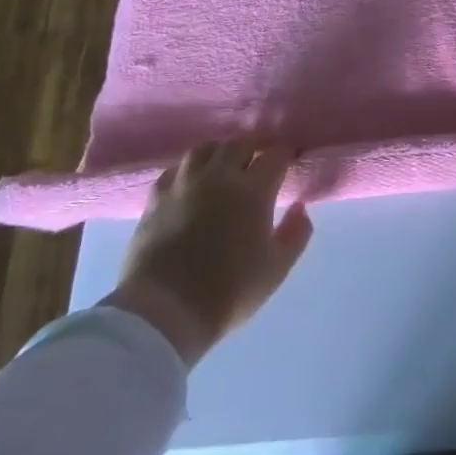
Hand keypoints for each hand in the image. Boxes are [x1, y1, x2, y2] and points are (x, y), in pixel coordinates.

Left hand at [101, 140, 313, 363]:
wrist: (164, 311)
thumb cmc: (229, 291)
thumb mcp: (277, 268)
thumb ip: (296, 233)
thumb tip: (300, 207)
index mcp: (253, 191)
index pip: (275, 155)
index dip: (286, 153)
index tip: (290, 159)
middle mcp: (218, 177)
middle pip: (239, 143)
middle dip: (255, 146)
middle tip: (260, 159)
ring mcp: (183, 184)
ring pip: (204, 149)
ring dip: (220, 151)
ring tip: (225, 164)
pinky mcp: (155, 198)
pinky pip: (175, 169)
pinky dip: (189, 169)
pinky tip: (191, 182)